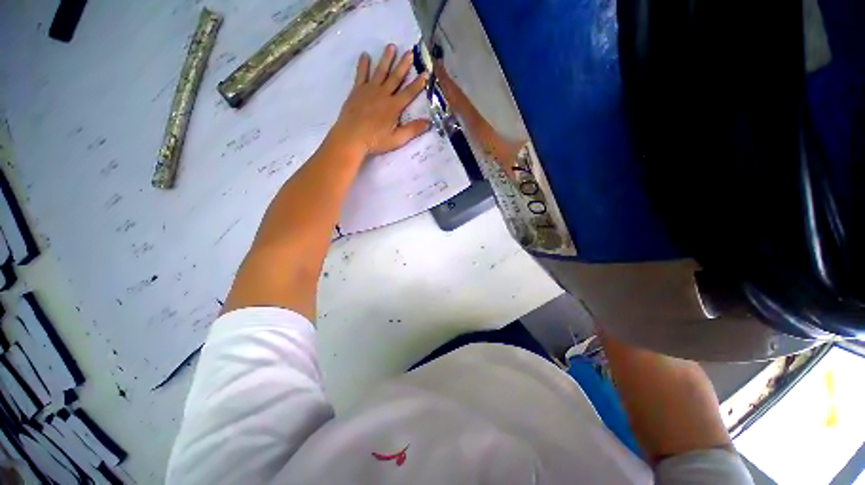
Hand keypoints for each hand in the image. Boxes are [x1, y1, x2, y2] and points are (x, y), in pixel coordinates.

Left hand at [331, 44, 429, 155]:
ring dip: (386, 59)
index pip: (409, 93)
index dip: (418, 83)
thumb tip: (429, 123)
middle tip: (410, 52)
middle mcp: (383, 94)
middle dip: (404, 65)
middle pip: (395, 77)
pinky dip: (363, 65)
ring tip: (391, 46)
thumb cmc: (375, 141)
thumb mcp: (397, 139)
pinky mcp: (357, 91)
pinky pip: (361, 74)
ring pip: (380, 71)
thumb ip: (413, 130)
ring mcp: (369, 90)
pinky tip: (365, 55)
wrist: (351, 137)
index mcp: (393, 107)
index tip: (425, 73)